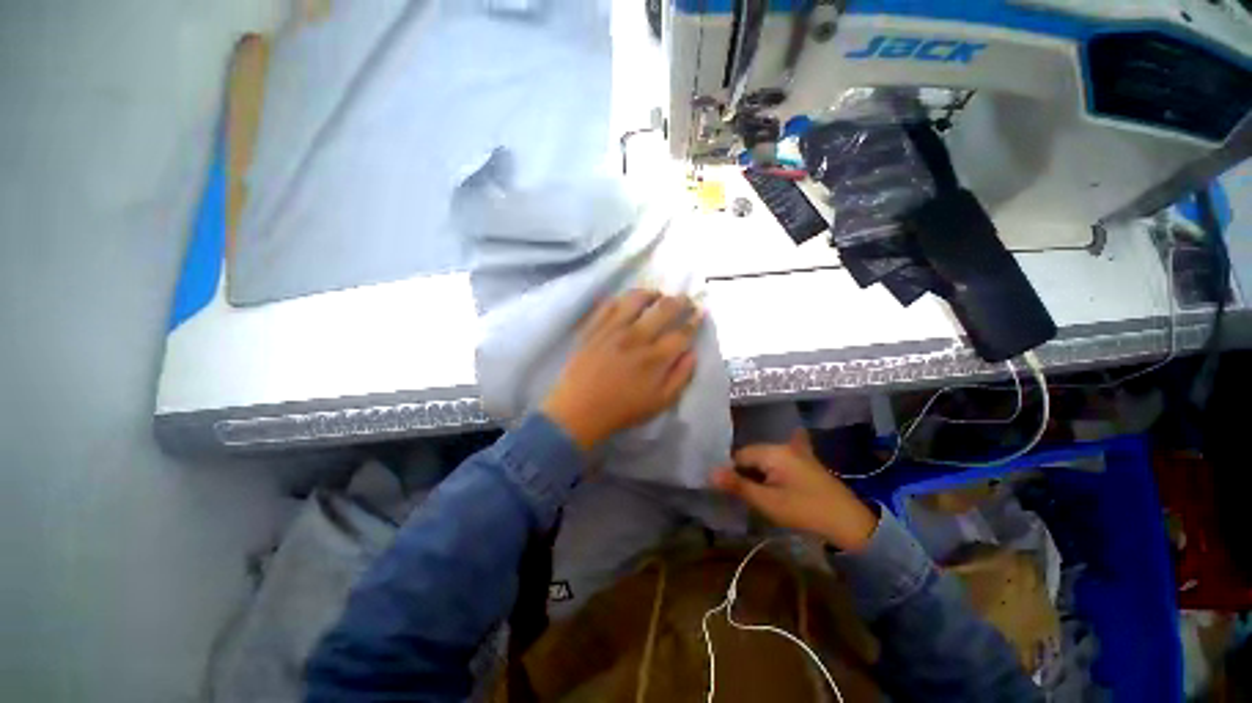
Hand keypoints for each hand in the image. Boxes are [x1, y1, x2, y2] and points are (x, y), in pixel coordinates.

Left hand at [542, 290, 700, 450]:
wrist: (578, 409)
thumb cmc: (622, 410)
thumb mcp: (660, 402)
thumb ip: (681, 377)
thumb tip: (692, 353)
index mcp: (656, 357)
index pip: (682, 332)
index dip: (695, 320)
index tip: (701, 311)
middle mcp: (637, 337)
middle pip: (664, 308)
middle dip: (680, 300)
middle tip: (685, 298)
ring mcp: (613, 328)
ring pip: (636, 298)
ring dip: (651, 293)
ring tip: (656, 295)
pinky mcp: (593, 327)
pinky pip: (609, 303)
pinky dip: (621, 298)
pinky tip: (626, 302)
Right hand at [711, 430, 878, 551]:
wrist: (851, 524)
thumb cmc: (805, 511)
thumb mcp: (767, 501)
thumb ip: (737, 485)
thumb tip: (710, 472)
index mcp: (773, 451)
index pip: (740, 455)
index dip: (732, 472)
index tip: (731, 491)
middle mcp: (784, 446)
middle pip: (752, 455)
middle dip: (745, 473)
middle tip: (746, 496)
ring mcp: (797, 453)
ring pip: (766, 459)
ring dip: (759, 474)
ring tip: (760, 495)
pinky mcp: (806, 463)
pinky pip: (781, 461)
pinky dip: (773, 470)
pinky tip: (773, 479)